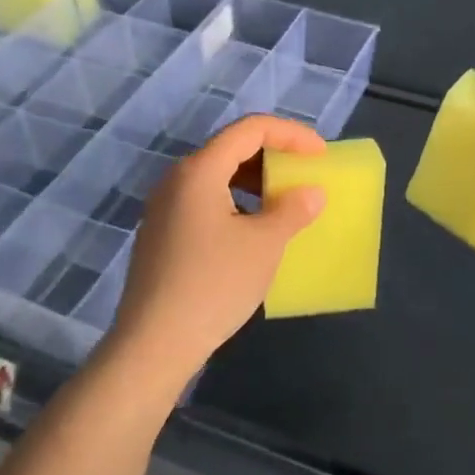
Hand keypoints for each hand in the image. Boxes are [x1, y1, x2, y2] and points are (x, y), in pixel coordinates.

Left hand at [105, 115, 326, 390]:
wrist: (154, 345)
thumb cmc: (214, 285)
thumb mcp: (264, 245)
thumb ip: (292, 210)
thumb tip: (311, 193)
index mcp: (199, 170)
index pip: (250, 129)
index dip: (291, 135)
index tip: (321, 154)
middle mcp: (176, 180)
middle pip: (231, 149)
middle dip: (273, 157)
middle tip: (304, 176)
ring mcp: (164, 208)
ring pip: (216, 177)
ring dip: (255, 182)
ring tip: (283, 204)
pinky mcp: (161, 234)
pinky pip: (204, 201)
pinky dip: (235, 203)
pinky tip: (252, 232)